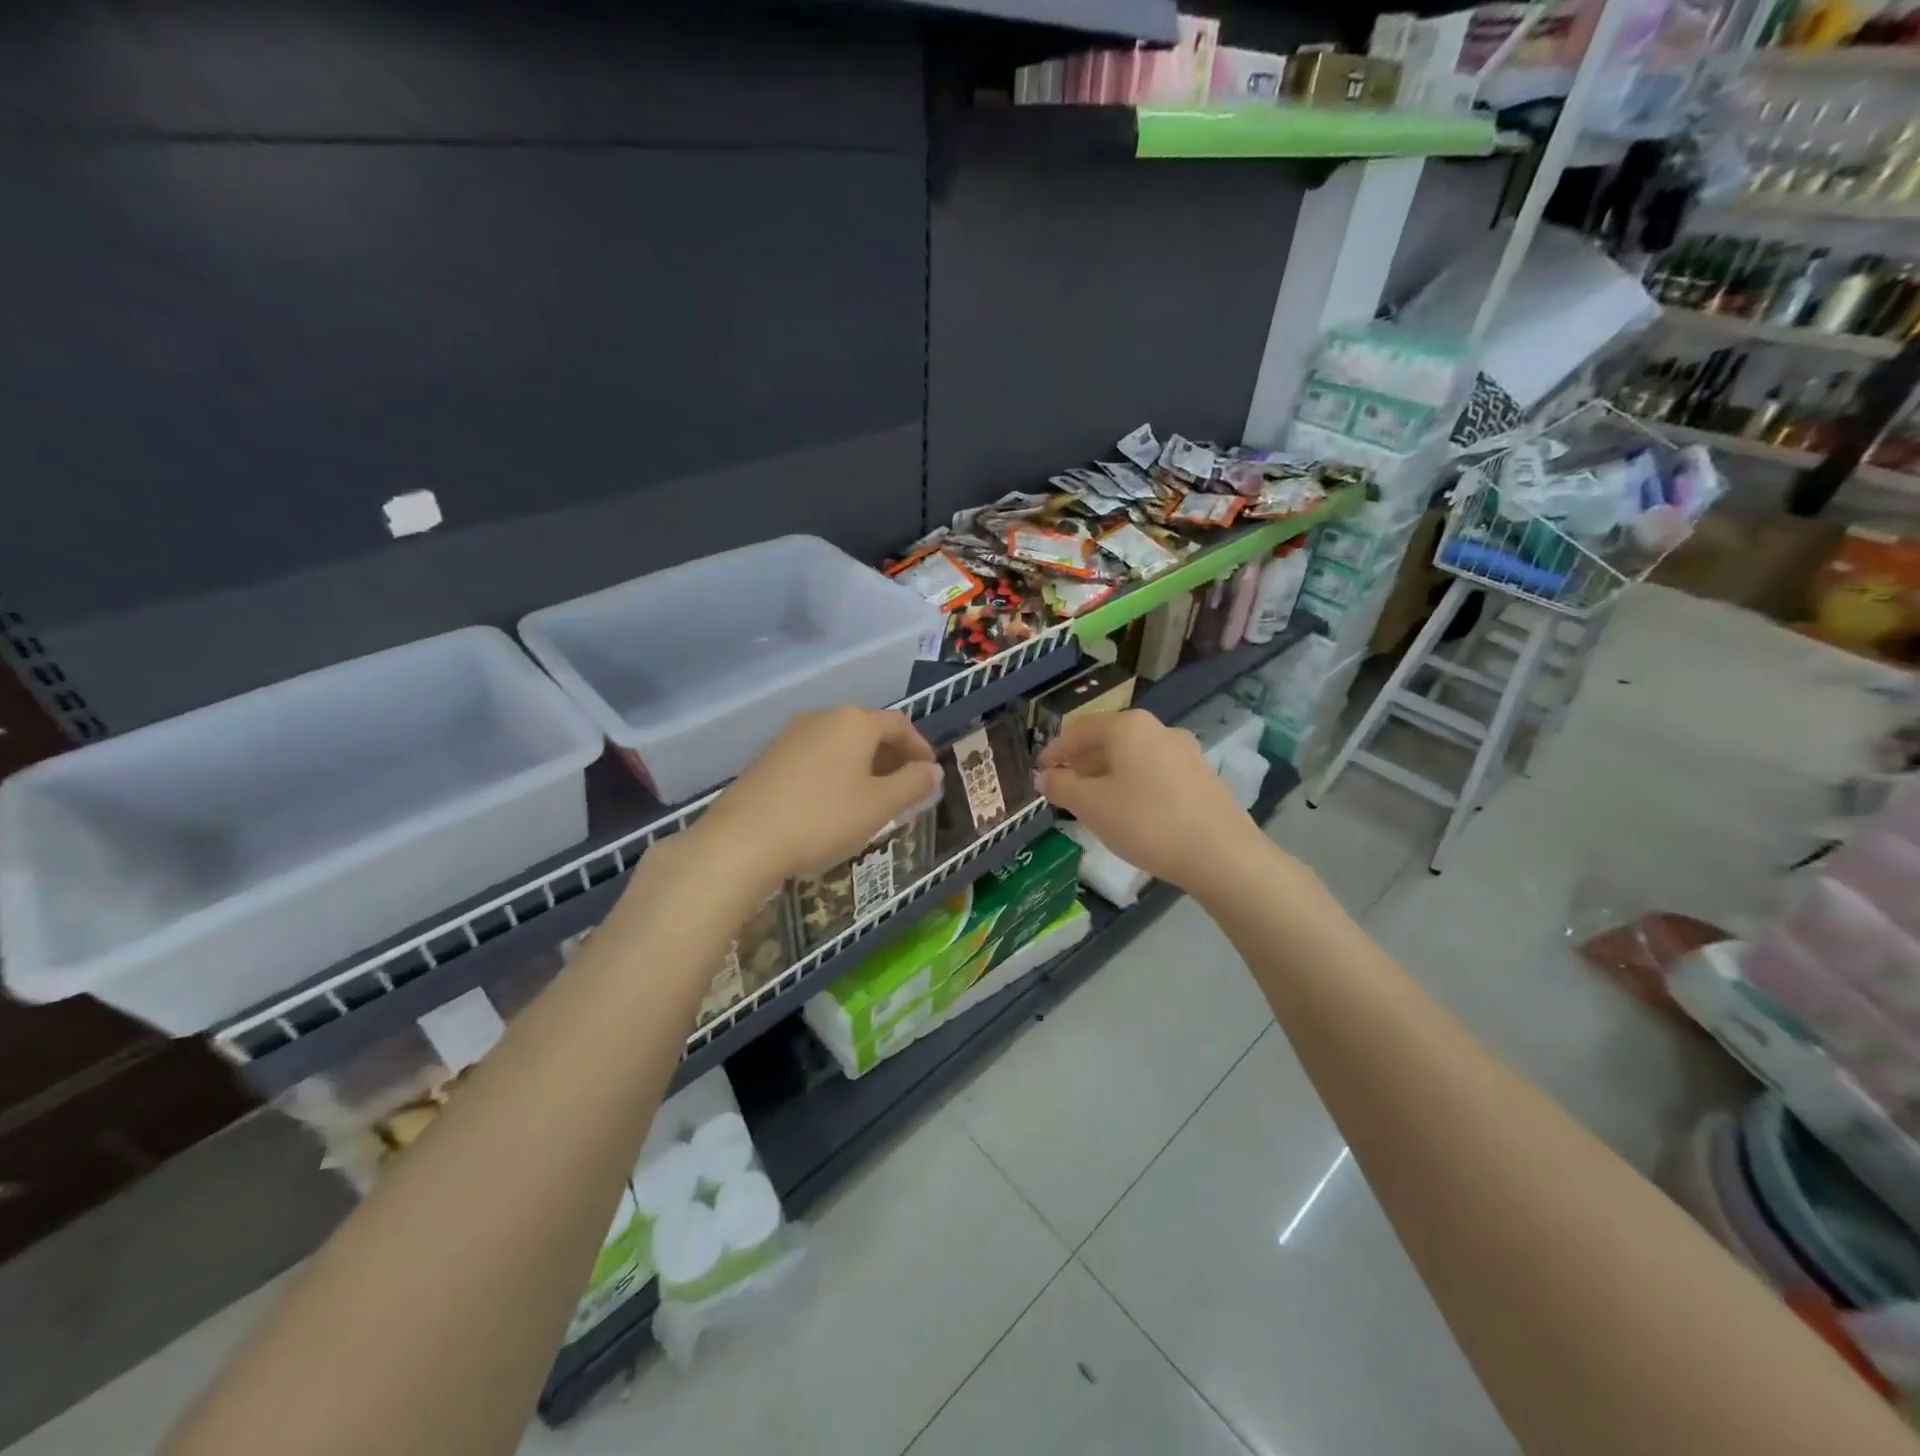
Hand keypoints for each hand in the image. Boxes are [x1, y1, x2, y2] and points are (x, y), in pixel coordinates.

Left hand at [692, 706, 940, 896]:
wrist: (742, 840)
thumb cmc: (823, 818)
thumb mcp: (880, 806)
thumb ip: (913, 784)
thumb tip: (933, 770)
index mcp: (854, 722)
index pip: (899, 724)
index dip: (919, 747)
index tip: (929, 774)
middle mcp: (822, 717)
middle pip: (868, 730)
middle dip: (891, 757)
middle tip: (904, 788)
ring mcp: (791, 735)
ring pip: (840, 744)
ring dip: (863, 765)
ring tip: (871, 799)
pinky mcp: (769, 756)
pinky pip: (816, 756)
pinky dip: (836, 772)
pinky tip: (833, 803)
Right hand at [1036, 710, 1256, 892]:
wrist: (1220, 854)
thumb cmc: (1145, 822)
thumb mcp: (1091, 806)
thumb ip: (1061, 787)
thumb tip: (1044, 776)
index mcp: (1128, 727)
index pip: (1080, 730)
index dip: (1055, 750)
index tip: (1039, 771)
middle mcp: (1159, 730)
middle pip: (1109, 740)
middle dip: (1082, 763)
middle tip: (1063, 788)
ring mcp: (1185, 752)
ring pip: (1133, 758)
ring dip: (1107, 775)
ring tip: (1093, 803)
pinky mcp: (1202, 777)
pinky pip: (1155, 773)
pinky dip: (1133, 785)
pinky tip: (1129, 812)